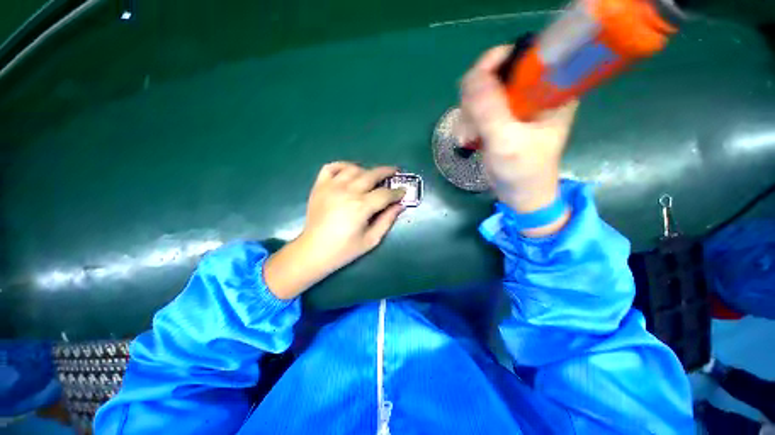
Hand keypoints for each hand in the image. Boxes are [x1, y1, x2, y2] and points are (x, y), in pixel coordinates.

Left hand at [264, 162, 404, 298]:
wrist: (313, 251)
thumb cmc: (344, 249)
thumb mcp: (371, 240)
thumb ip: (387, 221)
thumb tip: (400, 205)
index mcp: (361, 207)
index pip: (385, 194)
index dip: (397, 192)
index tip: (403, 191)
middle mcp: (347, 192)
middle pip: (372, 175)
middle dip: (387, 172)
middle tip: (395, 172)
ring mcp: (331, 186)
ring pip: (354, 169)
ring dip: (367, 170)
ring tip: (373, 176)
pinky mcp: (319, 186)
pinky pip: (331, 167)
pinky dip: (342, 165)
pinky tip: (349, 171)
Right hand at [460, 46, 577, 235]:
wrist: (519, 195)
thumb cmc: (523, 171)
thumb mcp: (507, 141)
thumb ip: (490, 110)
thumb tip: (471, 77)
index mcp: (550, 89)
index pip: (521, 56)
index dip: (494, 64)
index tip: (474, 87)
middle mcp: (533, 91)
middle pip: (494, 73)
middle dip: (475, 99)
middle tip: (471, 124)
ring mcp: (514, 105)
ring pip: (480, 92)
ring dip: (468, 115)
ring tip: (469, 138)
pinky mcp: (499, 118)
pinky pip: (475, 109)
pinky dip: (467, 123)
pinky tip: (468, 139)